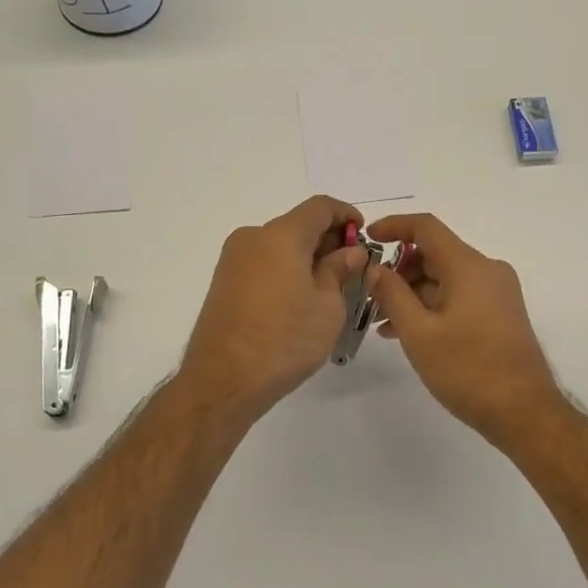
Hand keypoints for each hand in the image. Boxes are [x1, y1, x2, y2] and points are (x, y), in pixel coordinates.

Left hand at [179, 195, 366, 420]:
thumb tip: (350, 252)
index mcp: (281, 235)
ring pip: (279, 246)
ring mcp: (233, 260)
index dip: (346, 215)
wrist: (224, 380)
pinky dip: (286, 271)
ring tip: (330, 289)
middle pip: (298, 225)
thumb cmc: (286, 339)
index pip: (320, 207)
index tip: (364, 236)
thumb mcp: (328, 306)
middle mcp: (253, 238)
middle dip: (328, 240)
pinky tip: (301, 300)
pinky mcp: (224, 283)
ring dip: (307, 258)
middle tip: (352, 268)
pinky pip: (263, 264)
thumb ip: (340, 270)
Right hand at [365, 213, 561, 446]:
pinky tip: (409, 333)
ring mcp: (497, 292)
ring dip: (413, 294)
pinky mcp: (501, 313)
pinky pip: (460, 296)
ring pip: (446, 278)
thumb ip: (392, 295)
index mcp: (468, 266)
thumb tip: (376, 268)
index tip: (368, 238)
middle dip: (399, 271)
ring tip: (383, 323)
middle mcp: (487, 270)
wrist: (523, 411)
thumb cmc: (467, 369)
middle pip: (435, 254)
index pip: (426, 227)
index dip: (394, 226)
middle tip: (370, 298)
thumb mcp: (419, 333)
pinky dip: (433, 306)